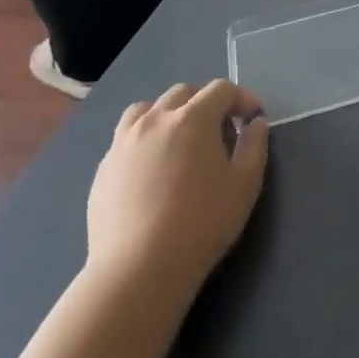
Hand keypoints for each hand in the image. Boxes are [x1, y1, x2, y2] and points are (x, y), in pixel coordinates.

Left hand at [85, 80, 268, 294]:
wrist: (139, 268)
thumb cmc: (202, 222)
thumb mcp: (245, 183)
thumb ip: (254, 145)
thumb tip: (254, 123)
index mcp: (192, 118)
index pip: (221, 89)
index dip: (242, 98)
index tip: (253, 118)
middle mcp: (155, 120)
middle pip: (183, 92)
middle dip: (206, 102)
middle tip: (220, 130)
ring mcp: (123, 142)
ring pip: (147, 109)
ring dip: (169, 114)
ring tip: (180, 141)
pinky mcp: (104, 168)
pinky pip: (126, 138)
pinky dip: (145, 140)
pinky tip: (153, 170)